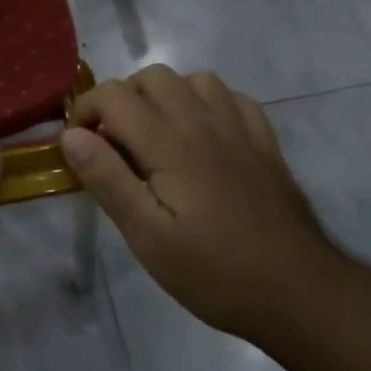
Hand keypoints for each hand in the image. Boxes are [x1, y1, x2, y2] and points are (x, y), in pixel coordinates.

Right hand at [61, 66, 347, 344]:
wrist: (300, 293)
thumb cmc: (214, 271)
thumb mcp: (147, 237)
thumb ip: (107, 179)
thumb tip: (71, 135)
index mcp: (169, 142)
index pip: (113, 95)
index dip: (86, 111)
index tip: (81, 147)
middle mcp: (203, 121)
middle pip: (151, 77)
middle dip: (122, 100)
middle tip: (116, 145)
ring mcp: (239, 128)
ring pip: (192, 80)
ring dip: (165, 97)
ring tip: (157, 137)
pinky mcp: (264, 141)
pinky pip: (231, 97)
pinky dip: (206, 103)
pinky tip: (202, 136)